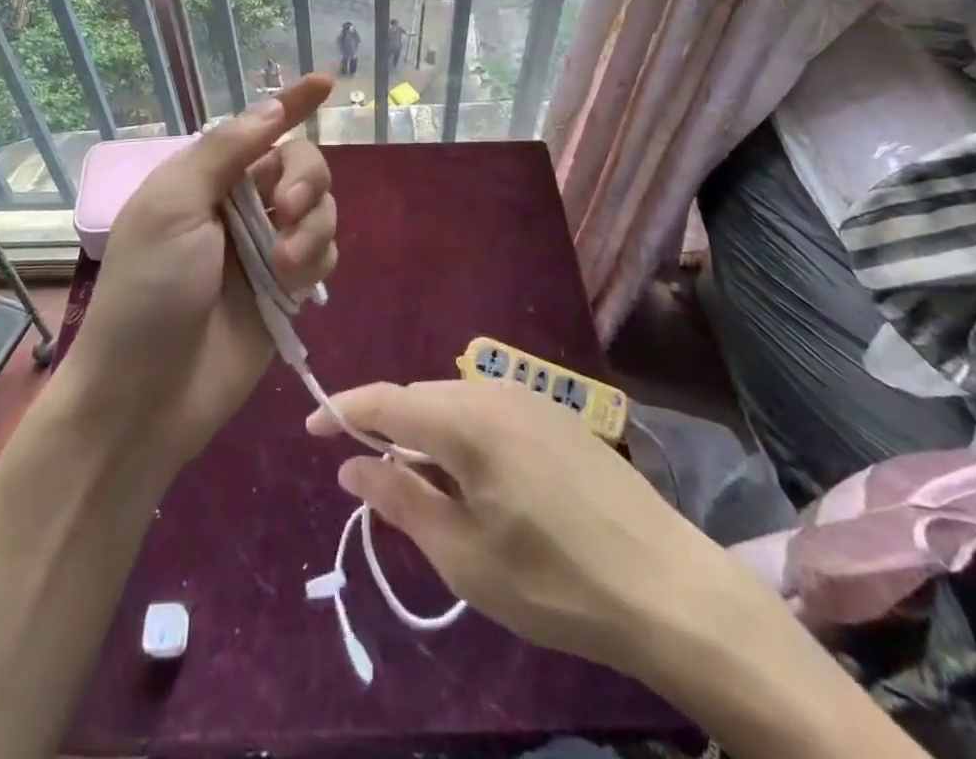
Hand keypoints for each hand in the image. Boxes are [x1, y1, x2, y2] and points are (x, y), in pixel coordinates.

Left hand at [60, 75, 335, 463]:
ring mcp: (267, 249)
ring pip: (322, 211)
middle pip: (302, 167)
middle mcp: (241, 207)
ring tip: (286, 264)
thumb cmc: (148, 290)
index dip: (292, 103)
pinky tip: (294, 286)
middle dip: (308, 181)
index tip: (326, 82)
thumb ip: (224, 153)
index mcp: (207, 179)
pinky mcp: (287, 291)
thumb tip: (270, 108)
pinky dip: (317, 261)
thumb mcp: (173, 207)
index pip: (259, 129)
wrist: (146, 394)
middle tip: (291, 208)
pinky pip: (324, 254)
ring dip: (314, 227)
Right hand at [308, 379, 768, 674]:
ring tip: (418, 484)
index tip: (311, 429)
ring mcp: (528, 398)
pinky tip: (471, 478)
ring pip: (453, 403)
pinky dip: (461, 436)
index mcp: (465, 420)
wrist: (664, 583)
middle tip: (368, 475)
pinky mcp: (554, 414)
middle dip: (386, 428)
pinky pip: (486, 412)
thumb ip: (400, 499)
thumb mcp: (463, 554)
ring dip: (425, 434)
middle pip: (419, 398)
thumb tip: (350, 466)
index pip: (385, 400)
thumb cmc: (553, 579)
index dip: (342, 410)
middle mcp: (492, 391)